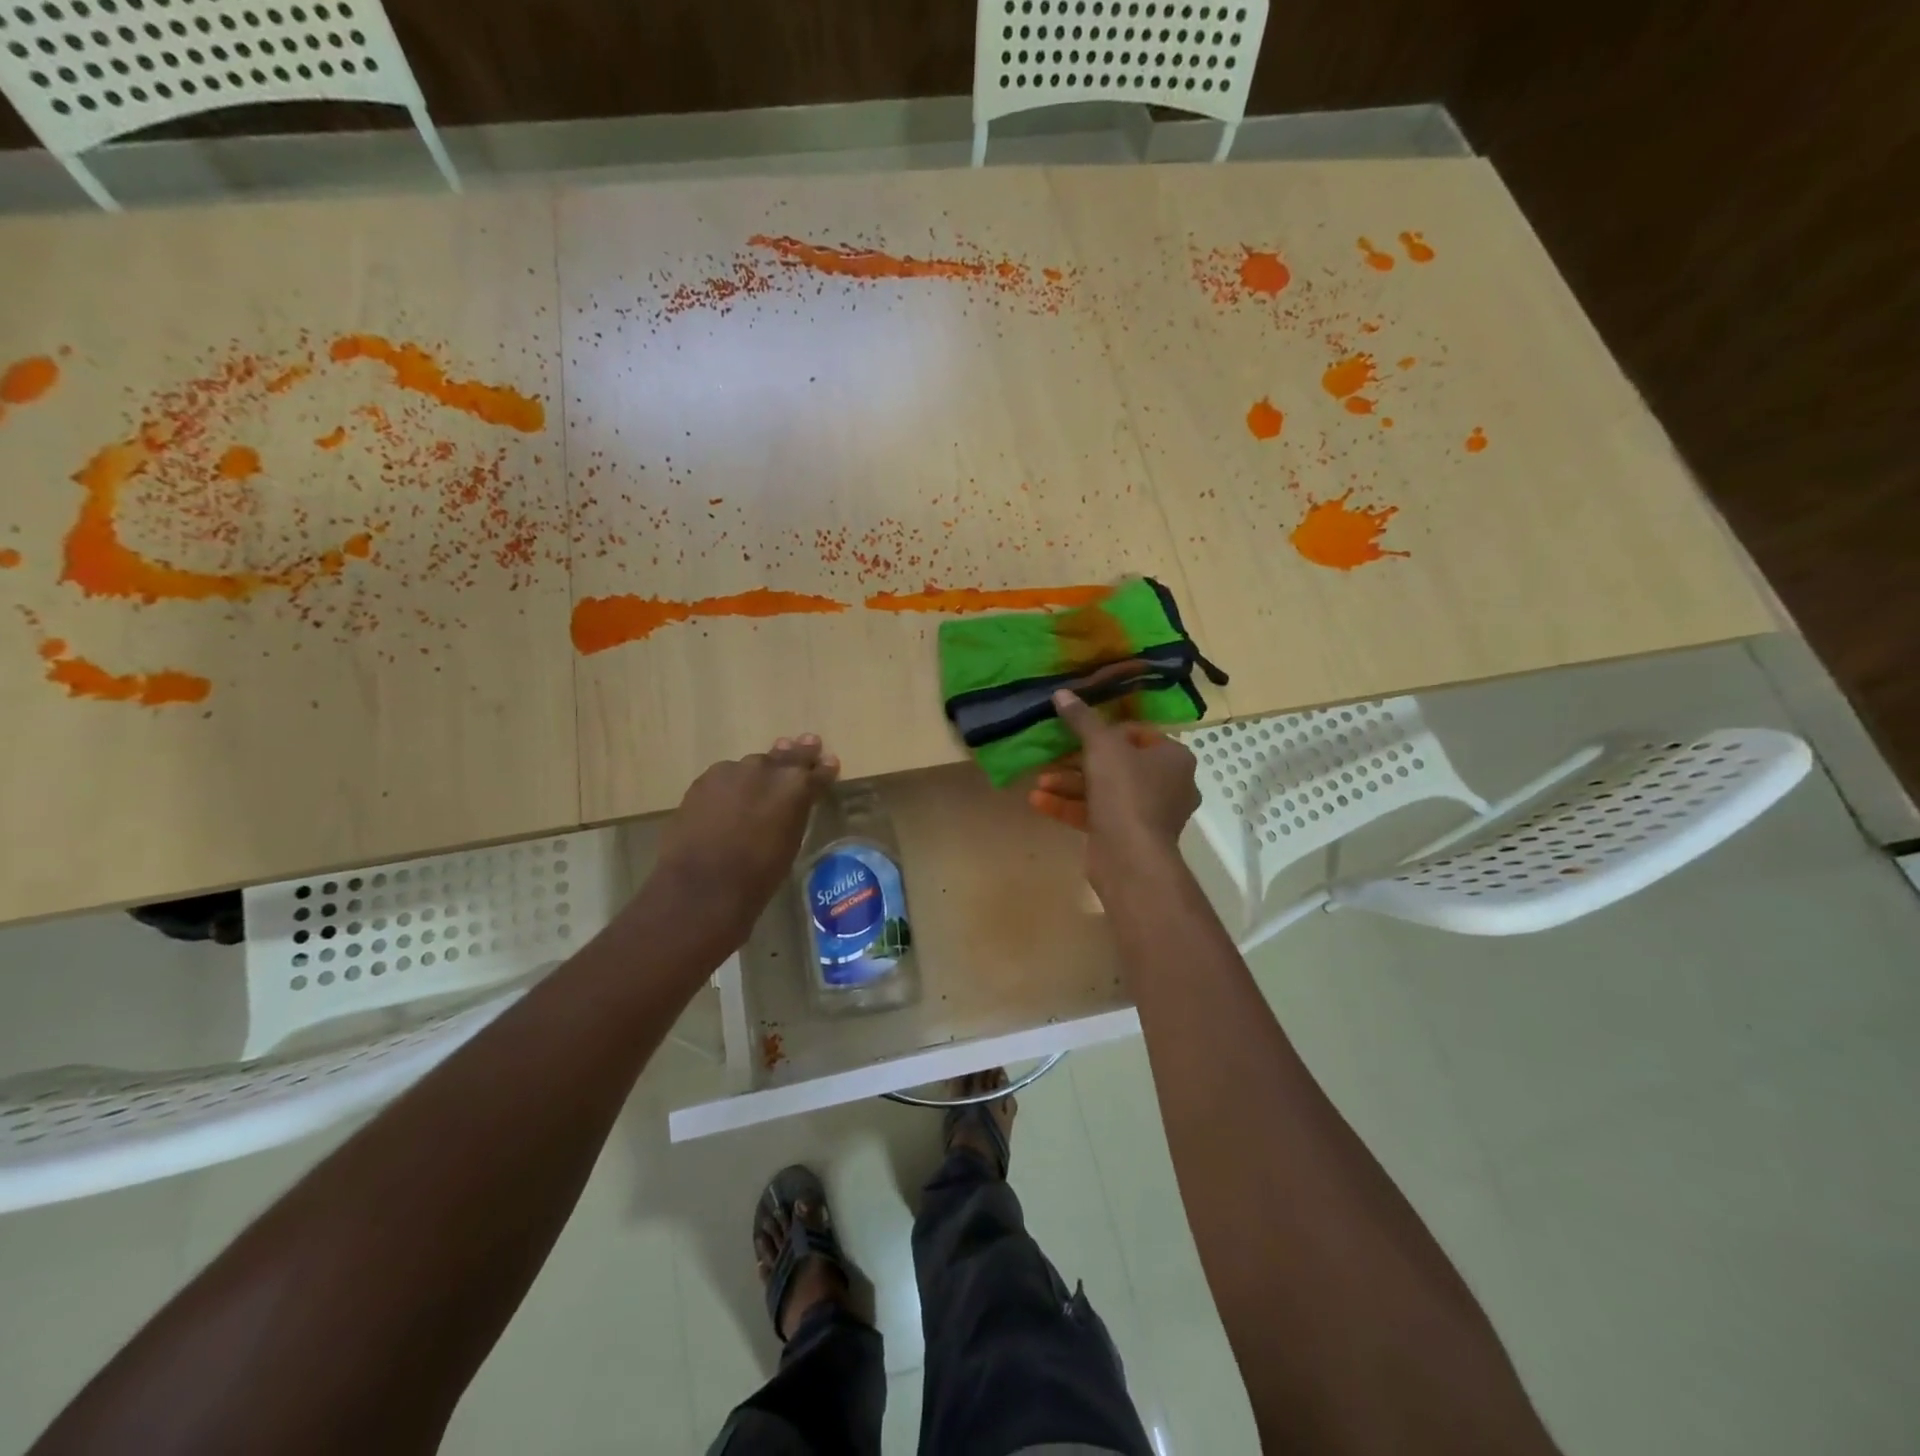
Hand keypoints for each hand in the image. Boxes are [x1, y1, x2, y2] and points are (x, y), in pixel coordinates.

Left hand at [653, 735, 839, 946]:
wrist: (703, 884)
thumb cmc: (759, 874)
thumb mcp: (790, 842)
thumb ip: (795, 813)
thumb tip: (793, 804)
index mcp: (796, 786)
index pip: (818, 771)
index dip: (824, 768)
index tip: (829, 762)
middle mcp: (767, 769)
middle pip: (788, 755)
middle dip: (798, 753)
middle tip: (808, 743)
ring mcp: (732, 770)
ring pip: (753, 765)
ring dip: (762, 770)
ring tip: (765, 774)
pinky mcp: (704, 780)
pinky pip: (726, 776)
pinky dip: (733, 783)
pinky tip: (731, 794)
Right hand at [1029, 690, 1198, 888]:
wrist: (1130, 856)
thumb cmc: (1126, 790)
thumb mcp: (1101, 746)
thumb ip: (1082, 719)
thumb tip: (1062, 693)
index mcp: (1174, 758)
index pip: (1139, 734)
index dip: (1106, 731)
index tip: (1080, 733)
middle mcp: (1168, 784)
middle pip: (1118, 764)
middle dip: (1078, 762)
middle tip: (1052, 758)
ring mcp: (1149, 814)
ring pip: (1104, 791)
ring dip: (1069, 785)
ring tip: (1040, 782)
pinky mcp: (1128, 837)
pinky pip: (1098, 814)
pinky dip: (1070, 807)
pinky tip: (1038, 802)